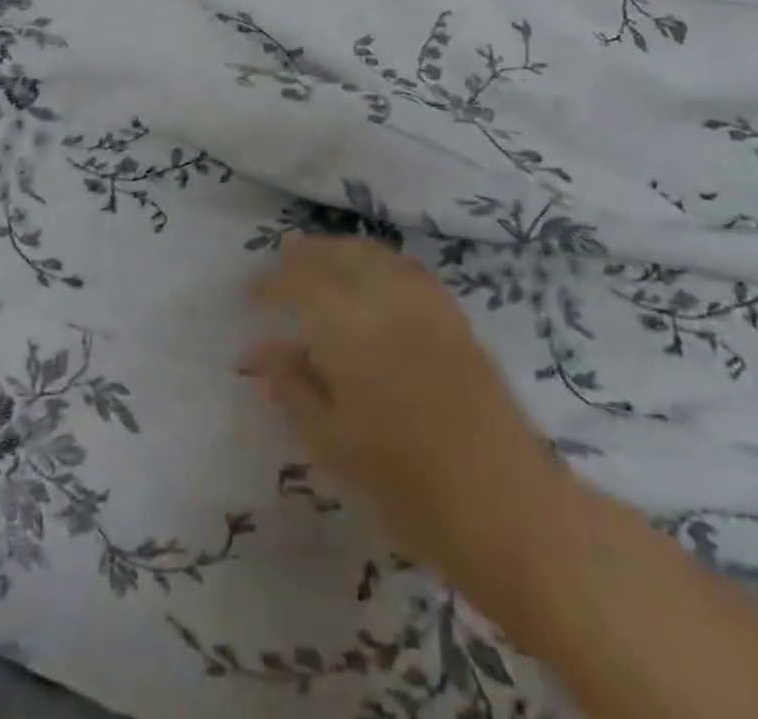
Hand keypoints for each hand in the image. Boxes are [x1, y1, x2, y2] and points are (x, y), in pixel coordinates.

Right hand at [245, 237, 560, 577]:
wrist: (506, 505)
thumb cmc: (406, 484)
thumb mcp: (332, 442)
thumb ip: (291, 385)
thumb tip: (258, 347)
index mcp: (349, 326)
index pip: (299, 280)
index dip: (271, 282)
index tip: (251, 295)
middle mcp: (386, 297)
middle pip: (337, 253)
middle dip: (304, 255)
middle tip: (280, 269)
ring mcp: (425, 301)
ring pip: (373, 253)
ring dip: (339, 252)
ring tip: (318, 266)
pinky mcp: (453, 313)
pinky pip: (404, 267)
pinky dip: (376, 261)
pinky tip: (371, 281)